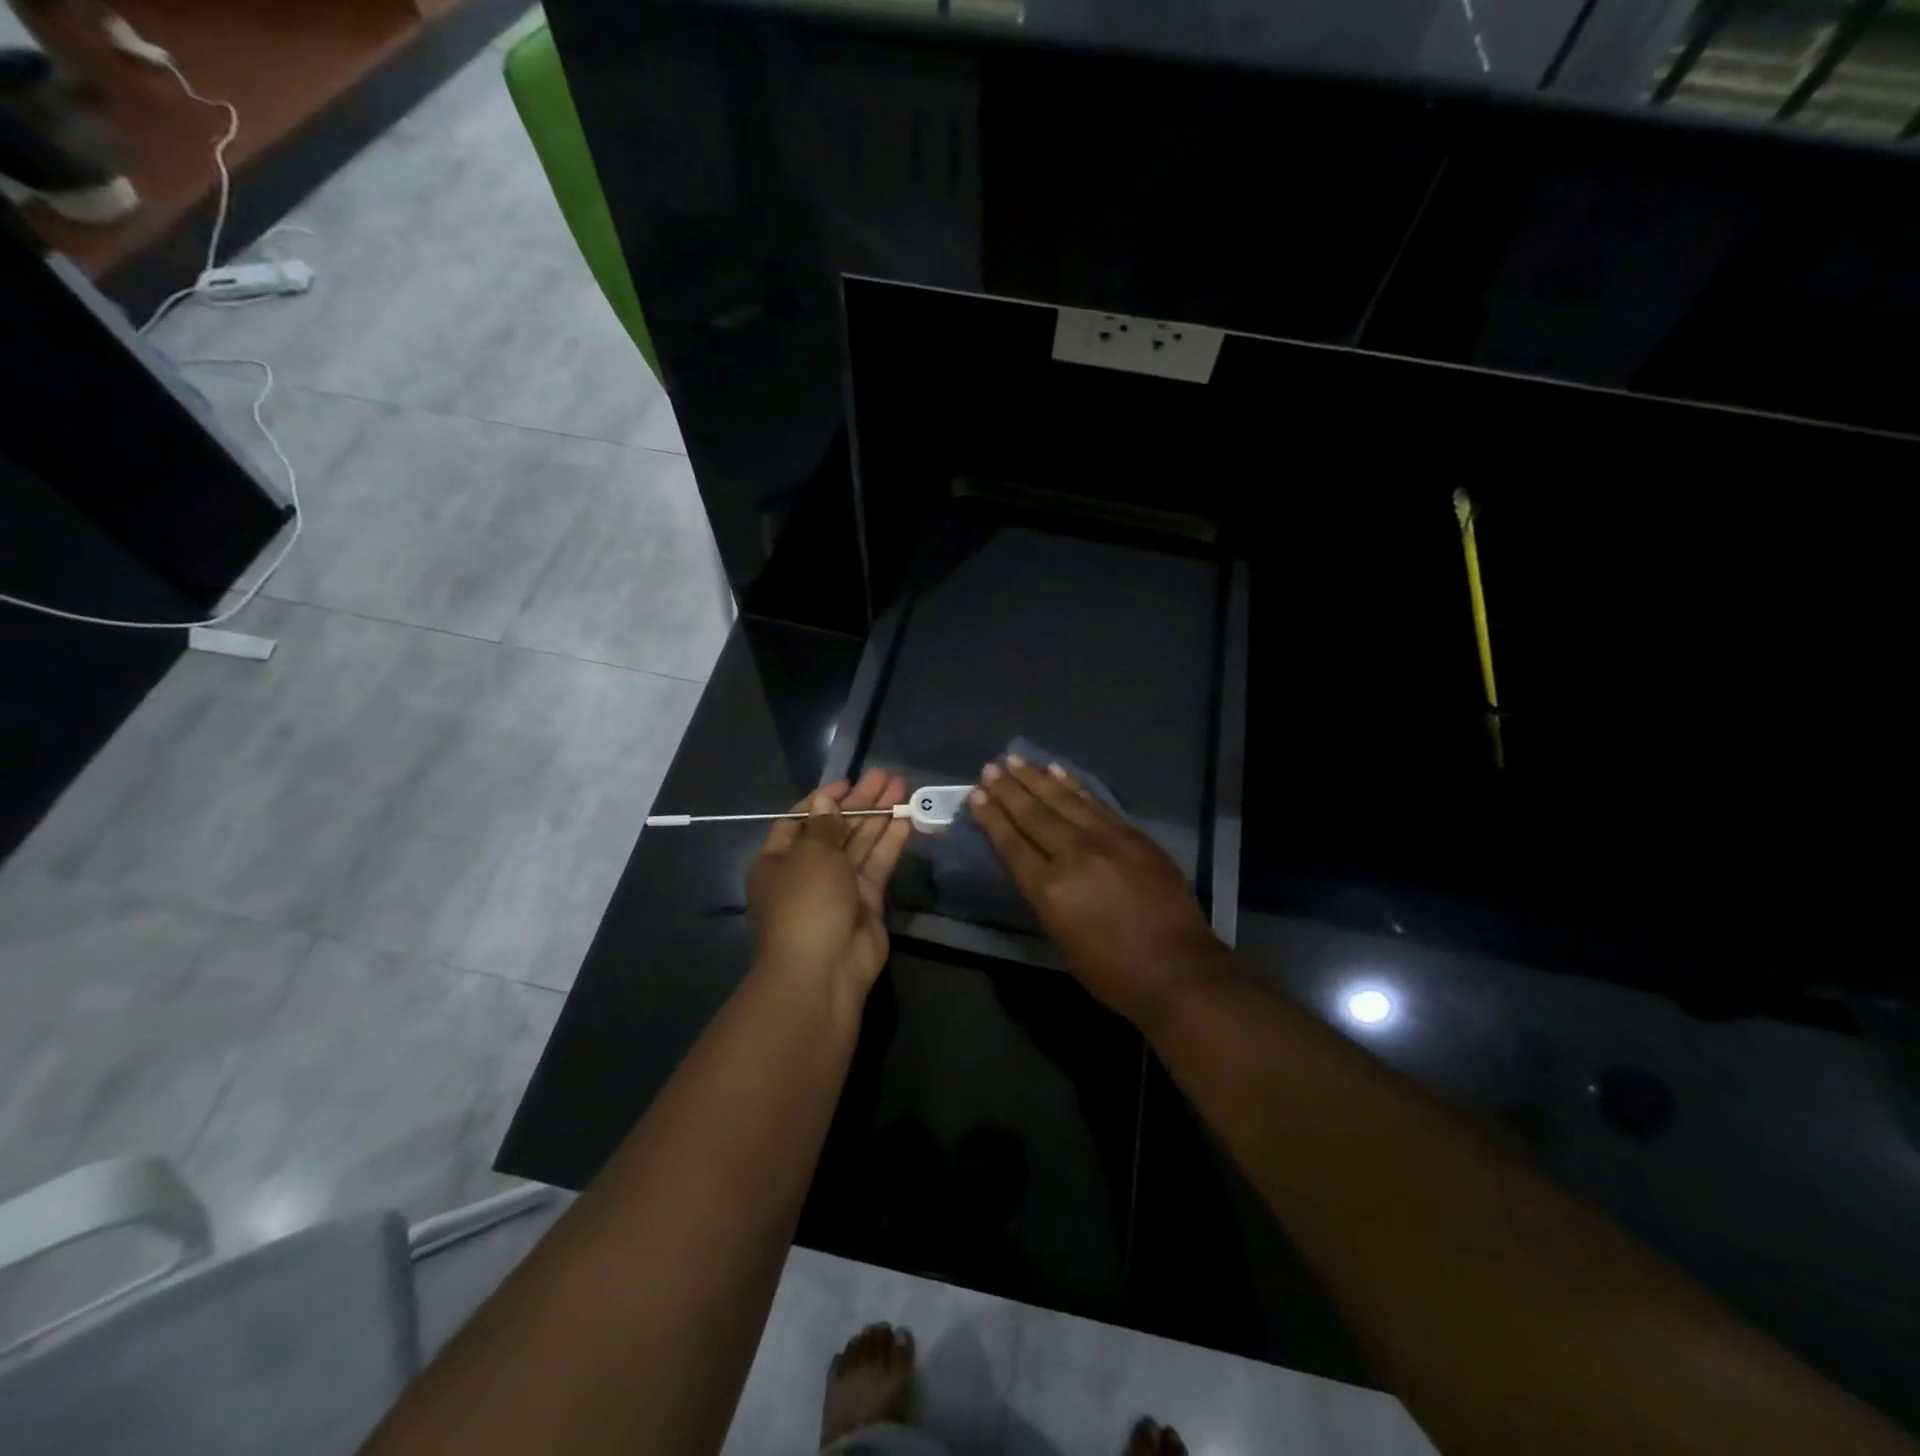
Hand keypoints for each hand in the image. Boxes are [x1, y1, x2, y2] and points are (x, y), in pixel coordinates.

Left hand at [747, 767, 911, 997]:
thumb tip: (826, 802)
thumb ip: (824, 826)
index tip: (848, 782)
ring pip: (860, 844)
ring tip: (902, 787)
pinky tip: (906, 819)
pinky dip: (890, 842)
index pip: (799, 821)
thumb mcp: (810, 855)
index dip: (823, 800)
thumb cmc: (806, 903)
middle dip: (859, 802)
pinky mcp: (866, 902)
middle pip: (835, 829)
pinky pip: (877, 864)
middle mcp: (806, 871)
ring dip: (879, 816)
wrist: (823, 969)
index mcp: (777, 860)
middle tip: (885, 776)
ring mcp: (838, 887)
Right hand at [970, 756, 1229, 1025]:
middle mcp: (1074, 855)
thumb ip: (1044, 897)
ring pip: (1064, 801)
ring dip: (1037, 778)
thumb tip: (1033, 867)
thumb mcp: (1062, 940)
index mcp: (1049, 890)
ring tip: (1015, 760)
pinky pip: (1096, 803)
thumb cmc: (1112, 972)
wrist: (1178, 971)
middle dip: (1008, 790)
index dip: (992, 818)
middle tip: (990, 768)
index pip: (1011, 844)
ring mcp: (1107, 840)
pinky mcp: (1133, 835)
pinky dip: (1075, 786)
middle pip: (1034, 815)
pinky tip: (1058, 772)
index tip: (976, 795)